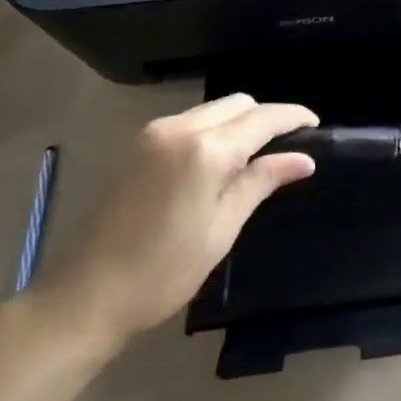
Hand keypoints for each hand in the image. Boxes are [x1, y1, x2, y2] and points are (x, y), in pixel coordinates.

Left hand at [28, 95, 317, 355]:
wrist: (84, 297)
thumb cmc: (161, 272)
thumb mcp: (221, 229)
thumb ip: (261, 182)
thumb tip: (303, 159)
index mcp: (204, 151)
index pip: (262, 118)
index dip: (293, 117)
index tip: (316, 124)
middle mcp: (179, 128)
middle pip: (238, 103)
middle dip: (266, 116)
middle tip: (288, 146)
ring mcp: (154, 133)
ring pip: (213, 109)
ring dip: (239, 122)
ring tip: (255, 157)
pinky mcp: (138, 144)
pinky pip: (189, 122)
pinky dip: (213, 130)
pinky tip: (218, 162)